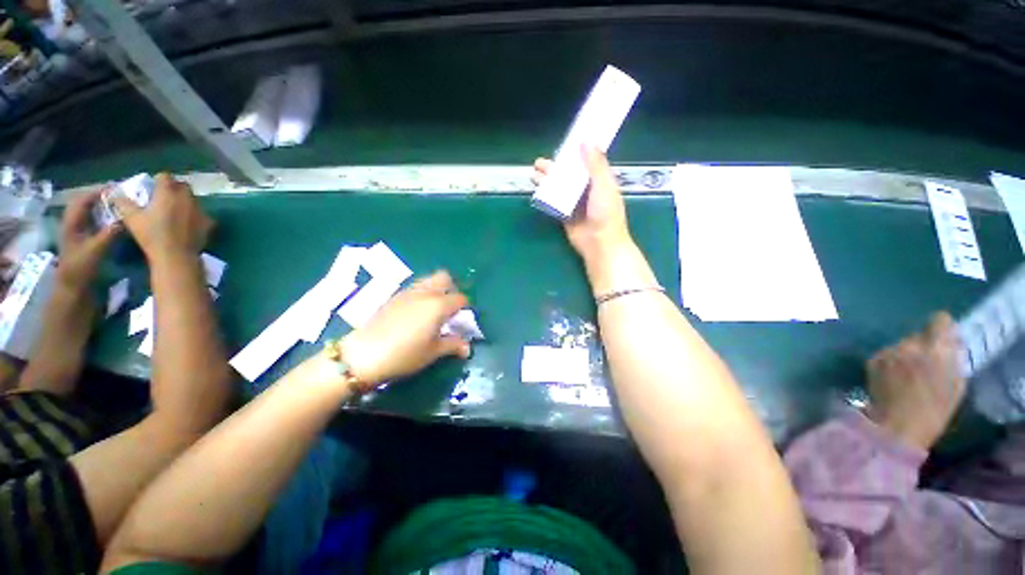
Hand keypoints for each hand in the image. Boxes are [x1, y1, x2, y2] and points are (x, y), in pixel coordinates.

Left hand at [57, 189, 121, 290]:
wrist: (73, 287)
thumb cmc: (81, 268)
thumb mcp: (96, 250)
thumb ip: (110, 233)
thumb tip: (126, 218)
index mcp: (72, 222)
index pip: (84, 199)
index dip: (99, 191)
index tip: (118, 187)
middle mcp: (73, 223)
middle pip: (86, 203)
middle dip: (102, 196)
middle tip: (122, 194)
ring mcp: (78, 231)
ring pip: (90, 211)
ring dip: (104, 206)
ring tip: (121, 204)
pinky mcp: (85, 238)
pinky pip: (95, 221)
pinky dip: (105, 216)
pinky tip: (116, 219)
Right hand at [112, 173, 213, 262]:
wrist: (176, 254)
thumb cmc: (151, 235)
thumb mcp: (132, 218)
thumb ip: (124, 203)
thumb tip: (116, 195)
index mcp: (168, 193)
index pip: (165, 176)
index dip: (158, 180)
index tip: (153, 188)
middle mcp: (186, 198)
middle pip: (183, 186)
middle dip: (174, 188)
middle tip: (165, 198)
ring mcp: (200, 210)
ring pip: (194, 199)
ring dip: (185, 201)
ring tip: (176, 210)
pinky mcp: (209, 222)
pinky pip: (203, 214)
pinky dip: (196, 215)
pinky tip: (188, 223)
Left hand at [339, 271, 471, 386]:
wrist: (363, 355)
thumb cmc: (404, 354)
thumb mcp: (433, 352)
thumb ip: (453, 345)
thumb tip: (467, 348)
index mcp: (438, 305)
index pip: (460, 298)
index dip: (465, 309)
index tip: (462, 322)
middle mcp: (425, 293)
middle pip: (445, 278)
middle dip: (451, 289)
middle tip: (449, 309)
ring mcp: (408, 292)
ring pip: (428, 280)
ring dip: (436, 290)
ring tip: (433, 311)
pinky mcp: (394, 297)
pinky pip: (415, 288)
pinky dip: (422, 294)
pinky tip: (416, 314)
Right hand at [532, 145, 631, 260]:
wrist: (600, 244)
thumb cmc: (606, 214)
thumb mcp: (604, 185)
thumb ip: (595, 165)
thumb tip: (586, 141)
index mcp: (599, 181)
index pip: (586, 163)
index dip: (575, 154)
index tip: (563, 145)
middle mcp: (586, 190)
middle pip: (568, 175)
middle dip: (554, 168)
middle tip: (539, 163)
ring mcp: (575, 203)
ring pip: (559, 188)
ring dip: (547, 181)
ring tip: (534, 174)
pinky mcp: (565, 215)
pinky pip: (555, 202)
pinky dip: (547, 196)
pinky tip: (538, 191)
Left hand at [866, 312, 966, 451]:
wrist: (896, 425)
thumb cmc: (935, 410)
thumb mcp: (957, 383)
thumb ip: (953, 357)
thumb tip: (950, 342)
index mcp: (937, 349)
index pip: (940, 320)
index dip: (942, 328)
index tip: (943, 338)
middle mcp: (910, 344)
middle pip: (918, 335)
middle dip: (923, 346)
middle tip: (925, 365)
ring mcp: (889, 351)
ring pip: (901, 345)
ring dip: (906, 354)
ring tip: (907, 375)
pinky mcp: (873, 359)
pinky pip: (886, 354)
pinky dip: (891, 362)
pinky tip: (892, 379)